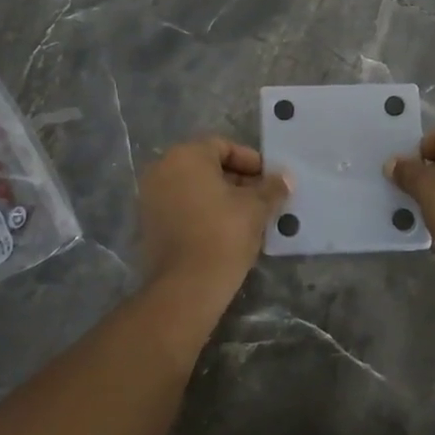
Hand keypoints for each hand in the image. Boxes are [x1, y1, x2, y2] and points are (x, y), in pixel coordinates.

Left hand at [138, 137, 290, 300]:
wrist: (186, 287)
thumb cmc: (223, 234)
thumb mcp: (255, 207)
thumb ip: (271, 188)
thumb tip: (285, 178)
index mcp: (186, 156)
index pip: (224, 146)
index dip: (251, 161)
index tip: (270, 180)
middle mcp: (162, 169)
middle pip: (207, 166)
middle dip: (238, 180)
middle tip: (263, 198)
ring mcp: (151, 198)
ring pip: (195, 188)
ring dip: (222, 197)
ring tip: (249, 216)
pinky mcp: (149, 225)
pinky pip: (182, 207)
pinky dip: (203, 212)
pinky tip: (226, 230)